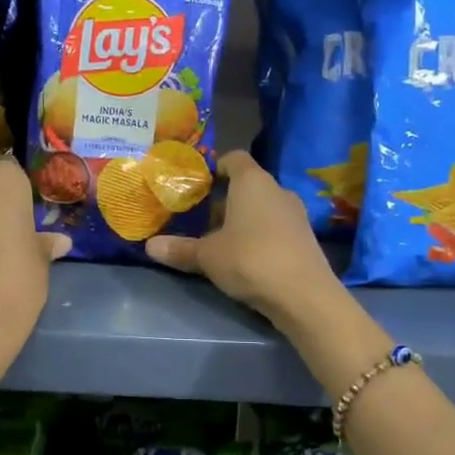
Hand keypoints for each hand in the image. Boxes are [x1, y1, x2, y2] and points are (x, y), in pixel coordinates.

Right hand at [146, 151, 339, 324]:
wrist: (304, 295)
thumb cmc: (250, 260)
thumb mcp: (207, 256)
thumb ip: (180, 249)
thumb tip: (149, 246)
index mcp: (252, 181)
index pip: (234, 158)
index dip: (216, 167)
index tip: (198, 184)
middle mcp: (277, 190)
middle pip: (248, 185)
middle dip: (224, 200)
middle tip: (200, 219)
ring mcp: (295, 213)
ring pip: (263, 207)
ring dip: (243, 220)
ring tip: (220, 241)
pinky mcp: (305, 237)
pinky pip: (276, 227)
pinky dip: (260, 235)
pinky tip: (246, 258)